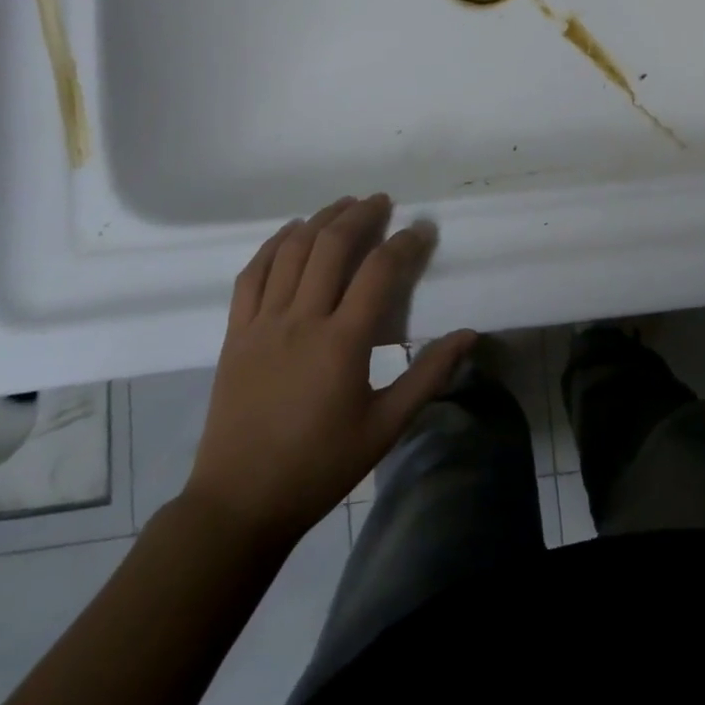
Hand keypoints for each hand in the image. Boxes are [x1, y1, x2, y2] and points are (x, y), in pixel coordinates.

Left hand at [182, 195, 475, 543]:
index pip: (378, 272)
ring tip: (343, 205)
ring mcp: (262, 324)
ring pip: (291, 252)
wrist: (240, 503)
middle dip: (360, 216)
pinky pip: (251, 274)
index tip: (422, 230)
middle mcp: (301, 321)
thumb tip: (469, 335)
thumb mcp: (385, 427)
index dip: (404, 243)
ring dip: (319, 221)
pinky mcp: (236, 334)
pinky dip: (273, 245)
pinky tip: (290, 232)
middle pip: (331, 247)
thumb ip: (428, 376)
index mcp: (342, 343)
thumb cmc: (320, 466)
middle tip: (382, 202)